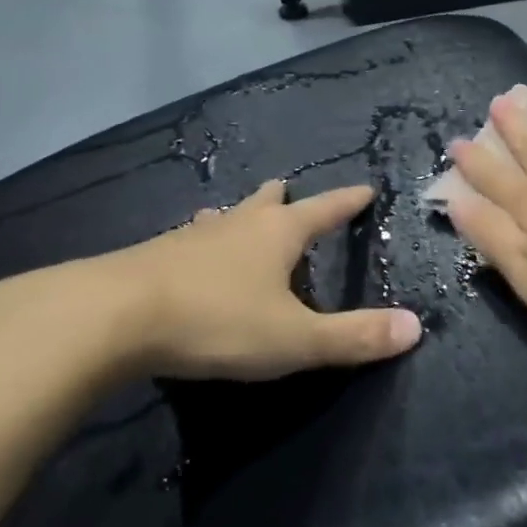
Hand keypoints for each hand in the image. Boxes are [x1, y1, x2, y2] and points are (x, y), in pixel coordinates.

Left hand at [12, 180, 422, 381]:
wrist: (110, 318)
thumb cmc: (216, 321)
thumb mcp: (293, 339)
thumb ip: (353, 336)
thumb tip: (416, 327)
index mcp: (278, 234)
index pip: (325, 209)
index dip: (348, 201)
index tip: (366, 187)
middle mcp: (237, 224)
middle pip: (268, 202)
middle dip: (284, 198)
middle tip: (288, 190)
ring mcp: (191, 237)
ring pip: (223, 218)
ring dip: (236, 217)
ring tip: (234, 217)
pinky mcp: (152, 257)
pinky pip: (188, 241)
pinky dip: (201, 242)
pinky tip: (185, 256)